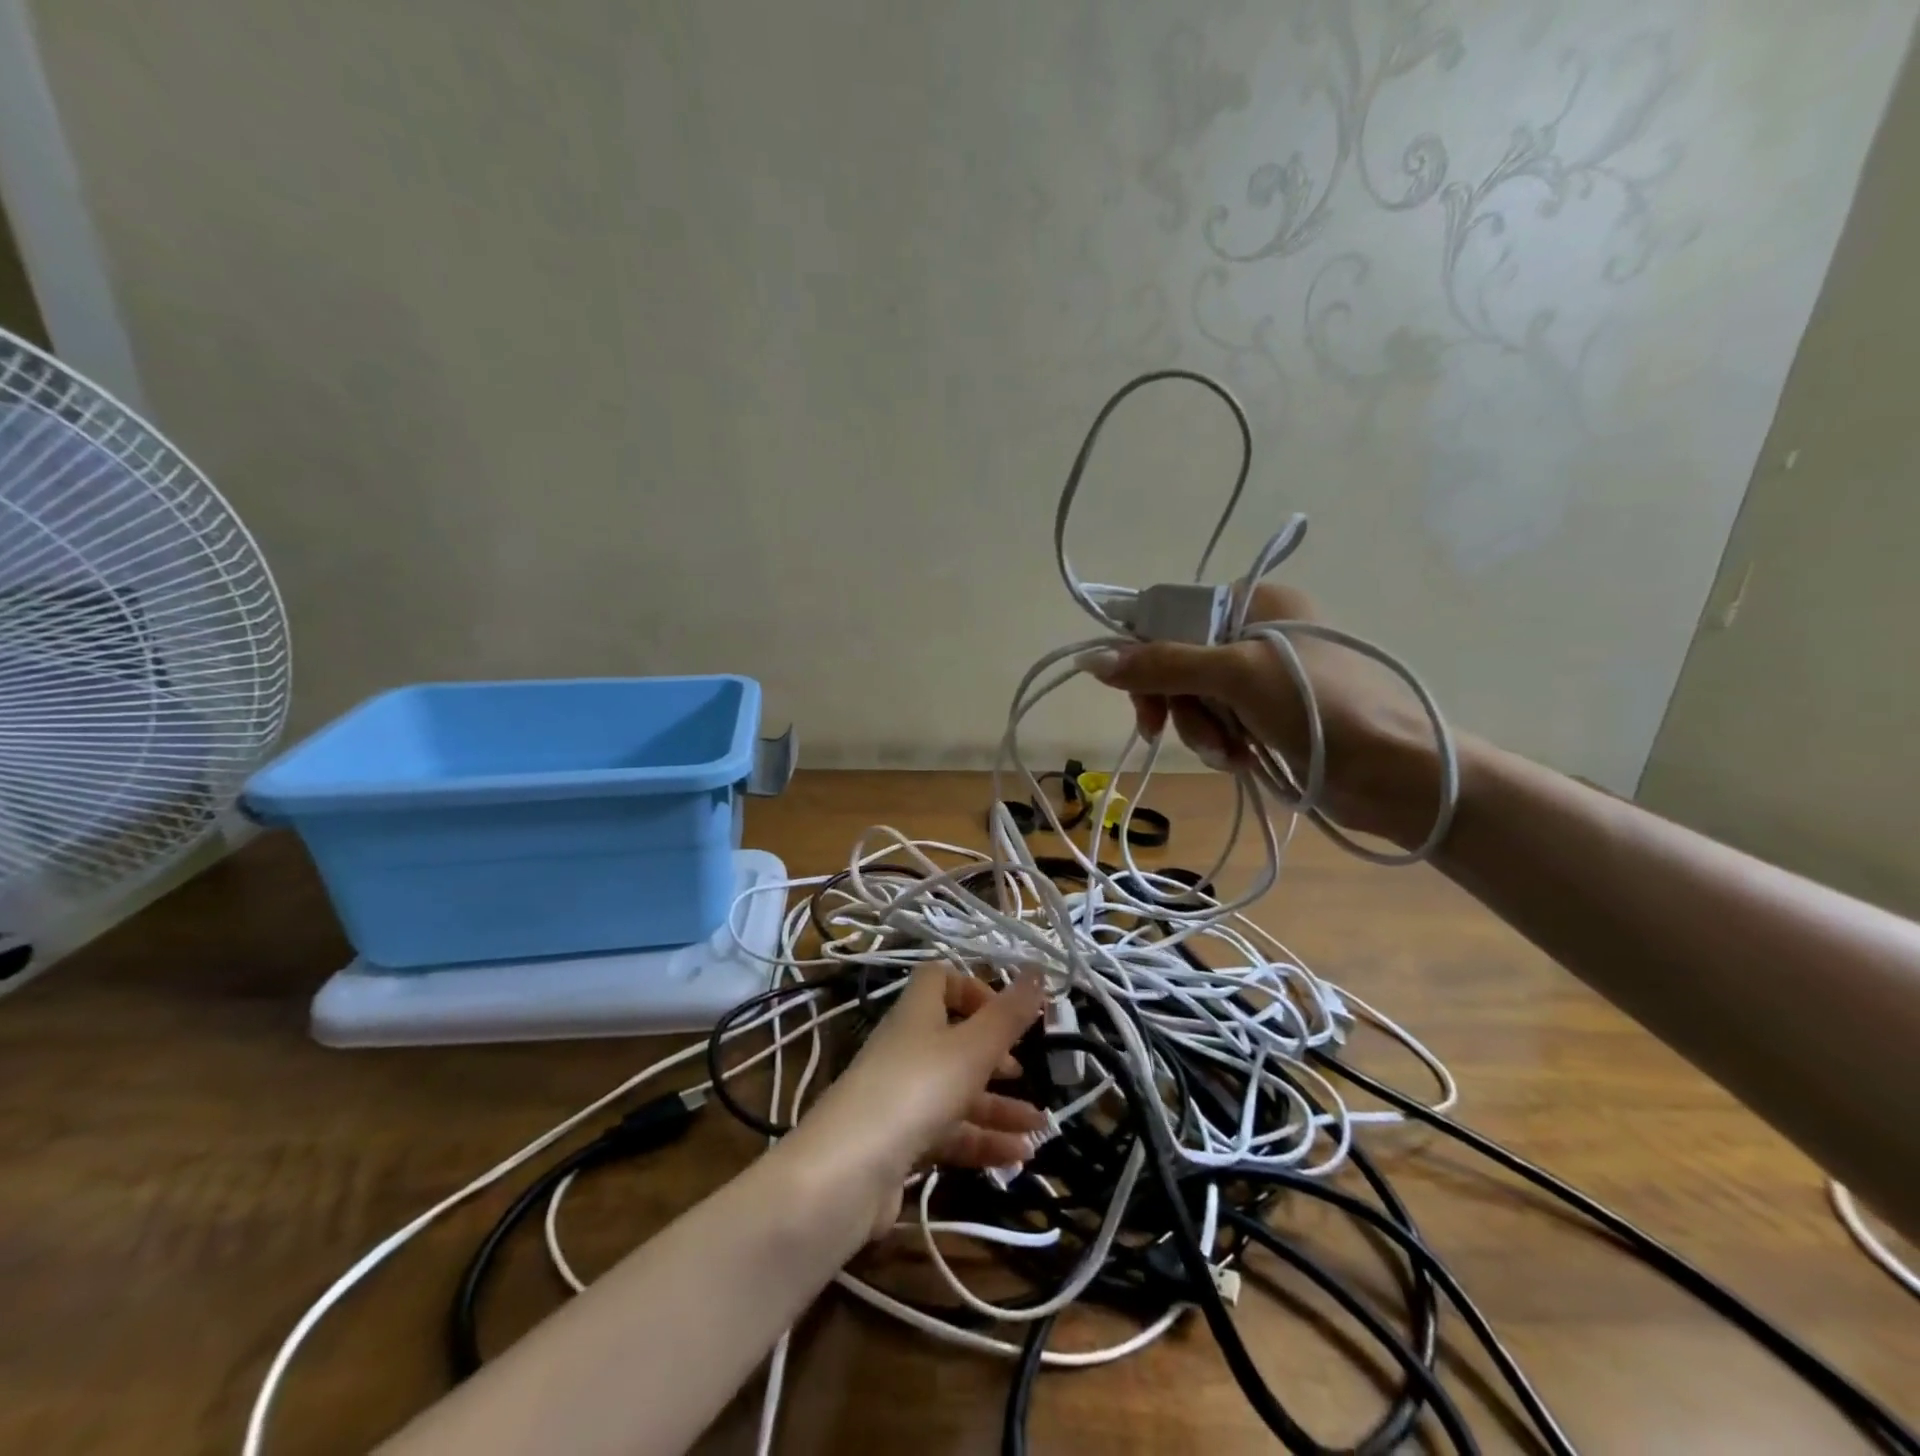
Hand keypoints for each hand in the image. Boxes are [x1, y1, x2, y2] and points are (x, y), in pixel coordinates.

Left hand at [786, 966, 1047, 1237]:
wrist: (849, 1171)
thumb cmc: (917, 1089)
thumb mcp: (972, 1047)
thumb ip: (1008, 1014)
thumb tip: (1039, 968)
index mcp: (917, 1014)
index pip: (939, 980)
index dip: (973, 988)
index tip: (1006, 1013)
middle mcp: (906, 1048)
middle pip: (954, 1040)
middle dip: (994, 1056)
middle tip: (1025, 1072)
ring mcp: (900, 1097)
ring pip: (956, 1092)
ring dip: (998, 1107)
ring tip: (1040, 1127)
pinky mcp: (899, 1143)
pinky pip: (948, 1133)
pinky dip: (981, 1142)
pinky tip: (1017, 1157)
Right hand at [1082, 582, 1442, 846]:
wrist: (1394, 773)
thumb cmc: (1318, 707)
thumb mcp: (1235, 676)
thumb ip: (1163, 665)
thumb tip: (1093, 659)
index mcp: (1257, 603)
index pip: (1175, 618)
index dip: (1149, 655)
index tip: (1142, 696)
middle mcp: (1258, 633)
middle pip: (1180, 663)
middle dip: (1178, 704)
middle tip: (1166, 731)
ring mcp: (1265, 678)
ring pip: (1196, 700)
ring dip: (1200, 730)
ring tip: (1229, 753)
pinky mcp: (1271, 716)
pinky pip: (1219, 724)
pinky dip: (1221, 744)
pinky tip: (1241, 760)